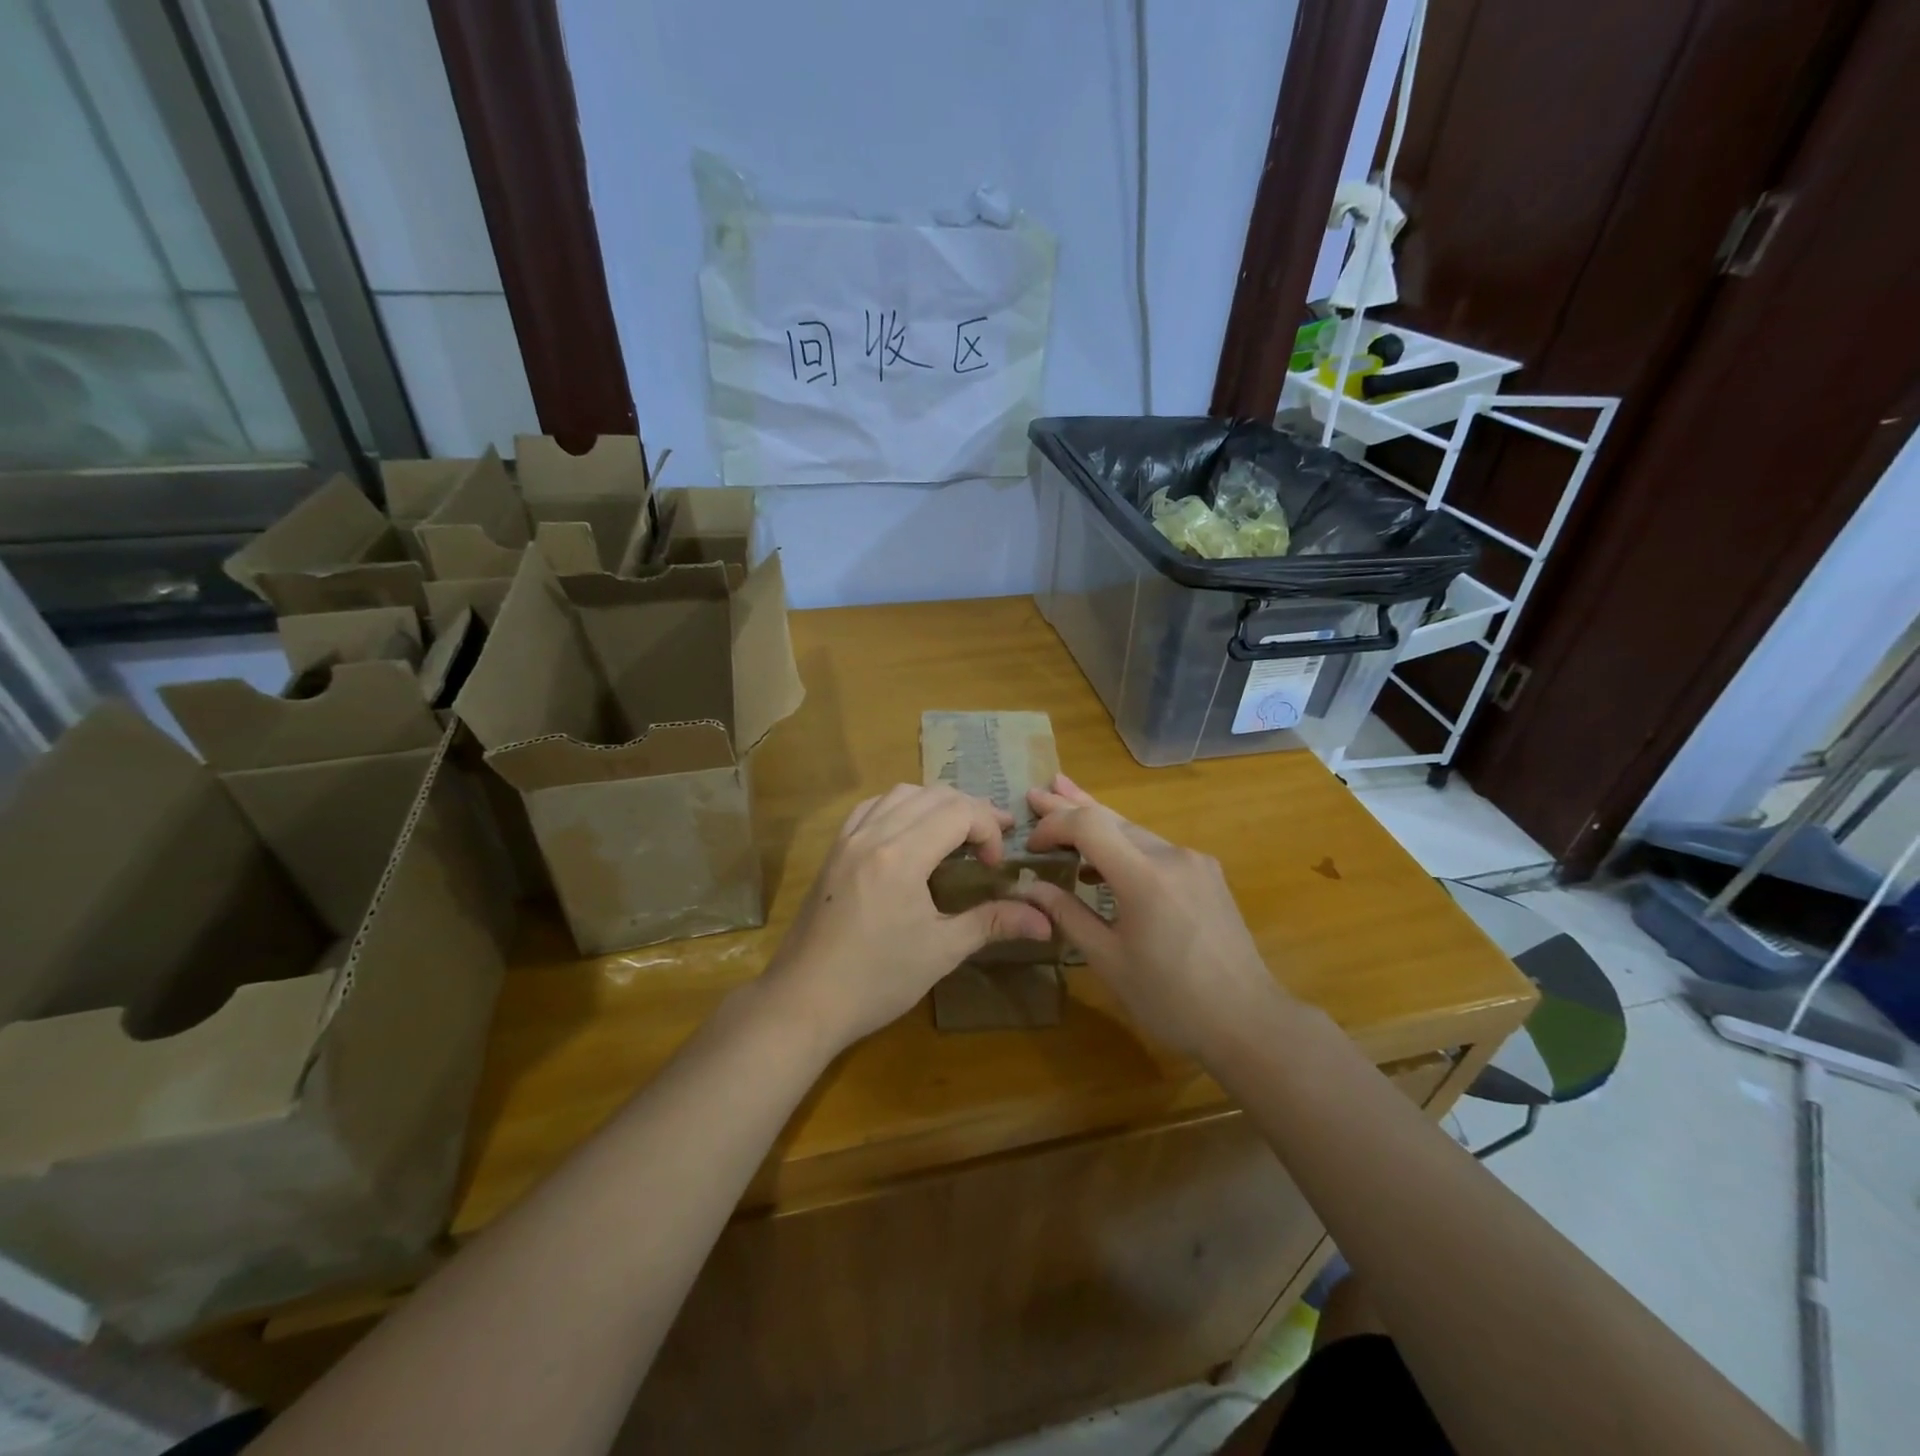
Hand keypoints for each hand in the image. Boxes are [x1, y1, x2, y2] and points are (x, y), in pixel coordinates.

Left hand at [762, 784, 1053, 1050]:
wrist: (802, 1001)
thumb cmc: (876, 980)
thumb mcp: (941, 952)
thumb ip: (993, 922)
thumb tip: (1047, 920)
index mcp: (901, 855)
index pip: (958, 812)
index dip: (988, 829)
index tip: (995, 866)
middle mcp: (872, 834)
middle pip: (932, 795)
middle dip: (970, 810)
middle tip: (992, 841)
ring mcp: (848, 840)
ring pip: (899, 794)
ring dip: (935, 803)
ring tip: (956, 833)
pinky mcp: (833, 852)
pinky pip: (871, 808)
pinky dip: (900, 808)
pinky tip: (909, 834)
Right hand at [1019, 774, 1289, 1058]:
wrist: (1248, 1020)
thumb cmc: (1170, 999)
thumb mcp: (1108, 961)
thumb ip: (1068, 915)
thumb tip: (1030, 887)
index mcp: (1144, 877)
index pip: (1088, 825)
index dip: (1054, 825)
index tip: (1030, 846)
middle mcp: (1171, 856)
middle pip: (1112, 818)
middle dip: (1069, 807)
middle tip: (1035, 794)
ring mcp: (1194, 861)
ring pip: (1134, 830)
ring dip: (1097, 823)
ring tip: (1062, 804)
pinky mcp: (1207, 874)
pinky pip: (1156, 848)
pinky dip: (1124, 845)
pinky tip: (1105, 857)